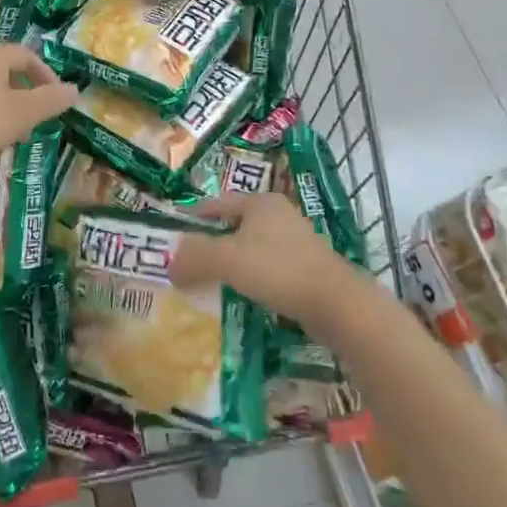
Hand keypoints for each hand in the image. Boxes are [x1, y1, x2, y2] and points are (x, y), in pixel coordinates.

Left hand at [0, 42, 78, 180]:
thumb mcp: (19, 114)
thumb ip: (49, 102)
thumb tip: (75, 89)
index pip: (26, 55)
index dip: (45, 74)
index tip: (56, 98)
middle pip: (3, 70)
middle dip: (23, 92)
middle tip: (35, 118)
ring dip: (1, 107)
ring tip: (9, 134)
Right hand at [172, 192, 367, 328]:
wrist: (336, 304)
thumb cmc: (278, 270)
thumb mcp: (227, 259)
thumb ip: (194, 257)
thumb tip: (170, 265)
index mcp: (259, 202)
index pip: (216, 203)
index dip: (192, 218)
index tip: (173, 236)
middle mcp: (279, 214)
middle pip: (234, 224)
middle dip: (211, 242)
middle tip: (188, 262)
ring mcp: (296, 240)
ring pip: (252, 246)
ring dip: (232, 262)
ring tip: (211, 282)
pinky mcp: (307, 266)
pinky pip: (268, 266)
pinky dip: (252, 277)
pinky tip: (243, 295)